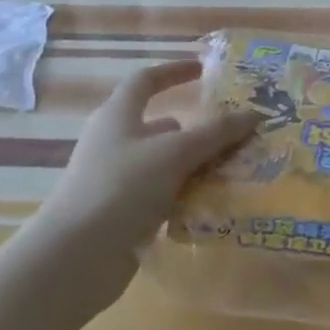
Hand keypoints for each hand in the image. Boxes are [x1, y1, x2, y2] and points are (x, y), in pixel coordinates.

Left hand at [23, 59, 256, 316]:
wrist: (74, 258)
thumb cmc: (122, 187)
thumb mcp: (175, 153)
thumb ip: (217, 132)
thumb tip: (254, 114)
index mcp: (118, 116)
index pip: (146, 81)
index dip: (174, 72)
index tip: (206, 70)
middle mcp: (115, 143)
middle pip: (163, 126)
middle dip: (200, 129)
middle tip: (238, 133)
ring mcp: (117, 180)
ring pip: (167, 164)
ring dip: (198, 166)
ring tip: (238, 169)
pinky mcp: (122, 214)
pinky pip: (164, 195)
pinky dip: (187, 196)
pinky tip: (215, 204)